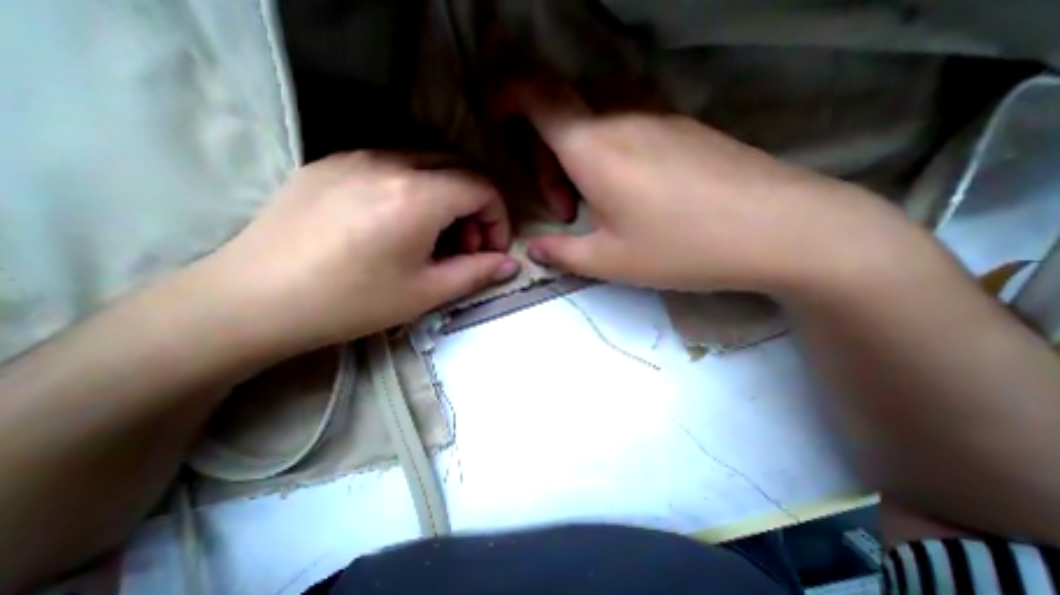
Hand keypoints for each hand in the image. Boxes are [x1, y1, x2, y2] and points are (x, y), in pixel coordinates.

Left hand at [195, 150, 519, 352]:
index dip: (498, 219)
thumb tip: (511, 264)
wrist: (254, 300)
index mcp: (417, 196)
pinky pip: (392, 165)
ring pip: (427, 164)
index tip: (492, 250)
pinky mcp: (330, 164)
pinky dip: (415, 189)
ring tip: (434, 238)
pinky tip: (399, 224)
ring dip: (447, 197)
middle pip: (459, 169)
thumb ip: (477, 273)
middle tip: (467, 246)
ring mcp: (355, 157)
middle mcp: (389, 163)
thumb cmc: (352, 302)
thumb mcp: (426, 293)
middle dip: (476, 207)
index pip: (482, 189)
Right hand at [517, 84, 920, 297]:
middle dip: (546, 158)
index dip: (508, 96)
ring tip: (595, 204)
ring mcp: (658, 117)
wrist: (778, 228)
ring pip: (594, 121)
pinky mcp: (683, 128)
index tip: (497, 116)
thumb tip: (535, 249)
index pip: (537, 96)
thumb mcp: (609, 261)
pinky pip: (627, 126)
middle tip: (564, 210)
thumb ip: (561, 254)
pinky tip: (629, 193)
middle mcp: (623, 119)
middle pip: (562, 115)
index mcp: (595, 149)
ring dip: (578, 158)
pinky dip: (609, 154)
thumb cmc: (683, 247)